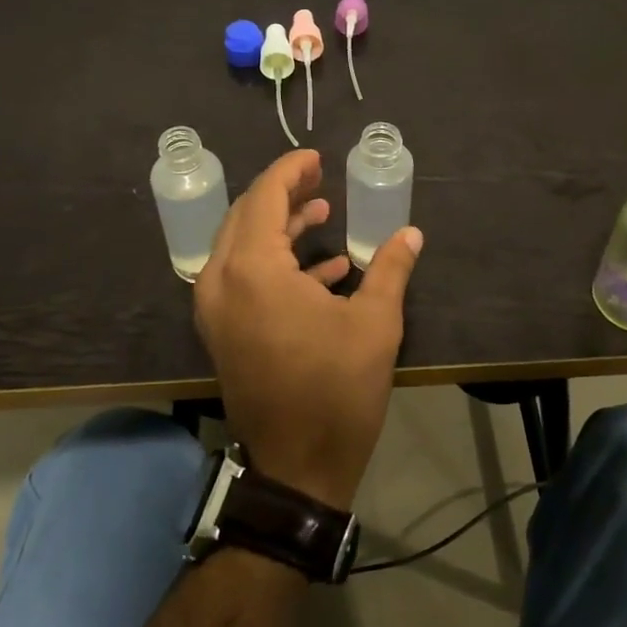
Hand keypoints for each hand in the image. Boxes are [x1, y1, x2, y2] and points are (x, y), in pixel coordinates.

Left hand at [193, 149, 421, 511]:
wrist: (297, 468)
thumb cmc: (336, 391)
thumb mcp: (374, 325)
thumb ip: (390, 269)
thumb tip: (410, 233)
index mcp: (253, 270)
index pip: (265, 197)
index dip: (291, 171)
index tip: (317, 159)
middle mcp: (222, 281)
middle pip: (246, 216)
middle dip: (282, 193)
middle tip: (320, 180)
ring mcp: (216, 309)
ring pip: (241, 245)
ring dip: (279, 226)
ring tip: (322, 213)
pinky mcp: (222, 331)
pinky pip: (242, 278)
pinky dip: (275, 262)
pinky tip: (323, 268)